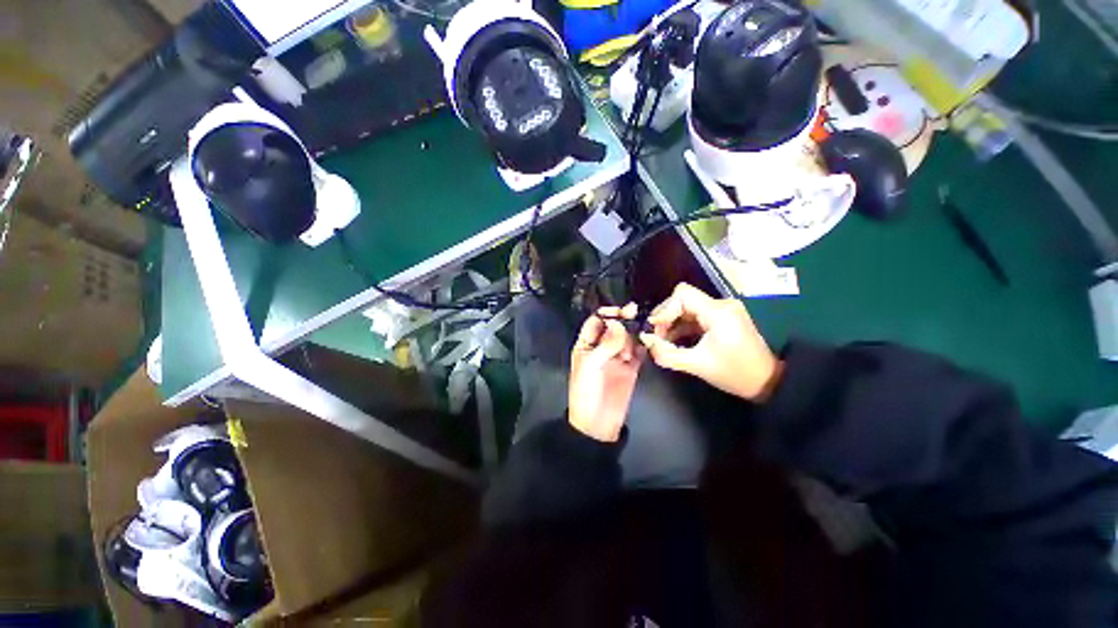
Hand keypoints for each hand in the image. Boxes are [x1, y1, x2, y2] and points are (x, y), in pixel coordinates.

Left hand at [568, 303, 644, 441]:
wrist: (597, 423)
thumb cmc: (586, 391)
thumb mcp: (590, 365)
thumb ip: (606, 344)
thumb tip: (618, 323)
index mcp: (586, 345)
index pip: (596, 322)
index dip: (606, 314)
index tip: (620, 311)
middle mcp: (602, 348)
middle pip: (613, 328)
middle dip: (623, 320)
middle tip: (634, 312)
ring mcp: (617, 358)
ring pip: (627, 338)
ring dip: (634, 331)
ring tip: (642, 327)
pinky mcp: (631, 368)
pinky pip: (639, 352)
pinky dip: (644, 345)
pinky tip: (650, 338)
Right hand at [639, 283, 781, 401]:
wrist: (768, 382)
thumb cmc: (734, 373)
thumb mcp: (697, 365)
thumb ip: (667, 354)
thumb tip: (645, 341)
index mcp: (717, 312)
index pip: (682, 294)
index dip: (664, 308)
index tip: (654, 327)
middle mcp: (721, 304)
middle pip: (683, 299)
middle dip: (666, 316)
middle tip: (656, 336)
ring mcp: (724, 310)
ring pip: (688, 307)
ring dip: (673, 322)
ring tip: (663, 341)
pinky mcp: (723, 317)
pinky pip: (696, 315)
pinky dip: (683, 325)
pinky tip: (676, 340)